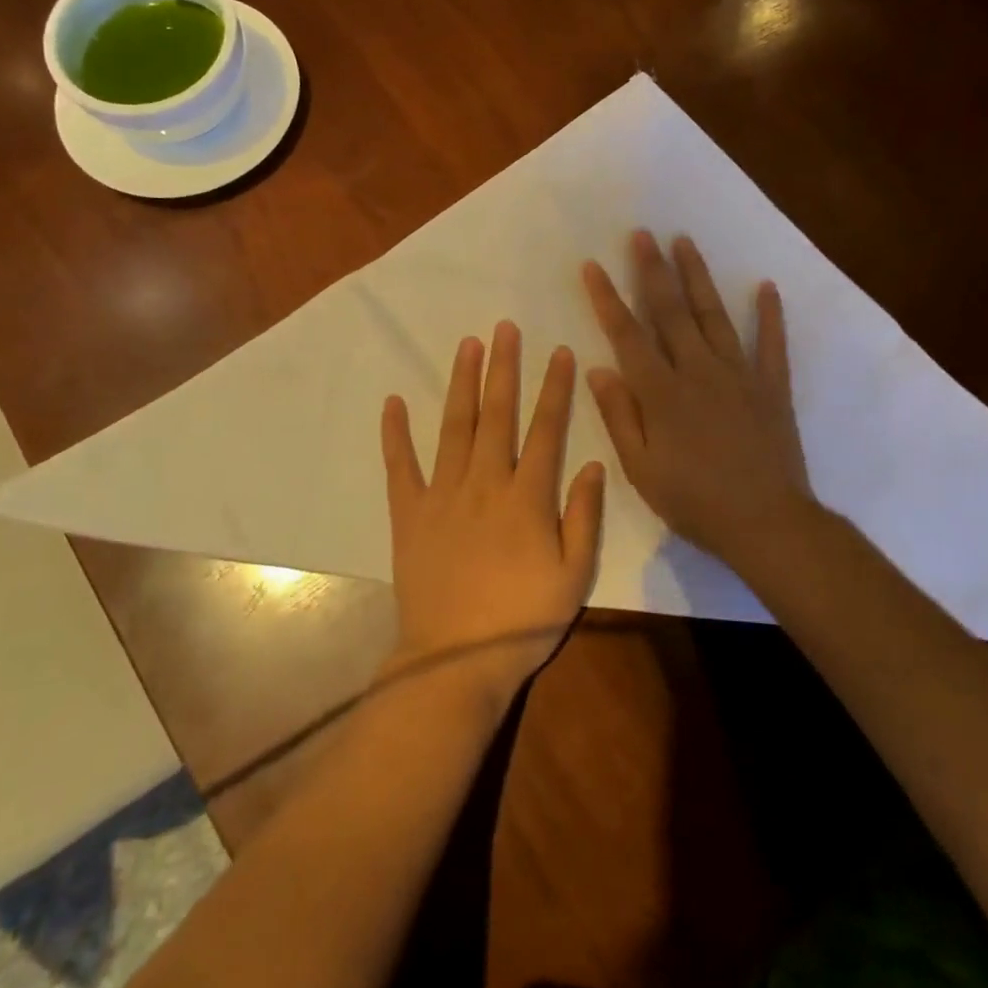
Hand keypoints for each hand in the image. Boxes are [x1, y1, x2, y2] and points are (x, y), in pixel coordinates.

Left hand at [381, 322, 604, 702]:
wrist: (456, 659)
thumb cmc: (523, 620)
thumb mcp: (573, 576)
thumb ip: (584, 517)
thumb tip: (594, 463)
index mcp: (526, 497)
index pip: (545, 429)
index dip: (554, 388)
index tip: (559, 351)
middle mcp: (484, 482)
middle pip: (497, 414)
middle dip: (503, 367)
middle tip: (504, 327)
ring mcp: (442, 494)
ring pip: (454, 427)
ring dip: (461, 383)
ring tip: (466, 345)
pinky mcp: (409, 512)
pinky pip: (400, 466)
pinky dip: (395, 433)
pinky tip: (392, 402)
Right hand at [582, 231, 813, 570]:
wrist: (767, 523)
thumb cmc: (695, 501)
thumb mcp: (641, 469)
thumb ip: (619, 416)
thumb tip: (597, 369)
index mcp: (662, 393)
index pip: (628, 335)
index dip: (607, 298)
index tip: (593, 265)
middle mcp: (699, 371)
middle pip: (671, 311)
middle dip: (653, 270)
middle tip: (642, 234)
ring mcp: (739, 374)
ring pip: (714, 315)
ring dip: (698, 276)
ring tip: (685, 241)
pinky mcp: (771, 386)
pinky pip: (772, 343)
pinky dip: (770, 314)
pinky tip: (766, 286)